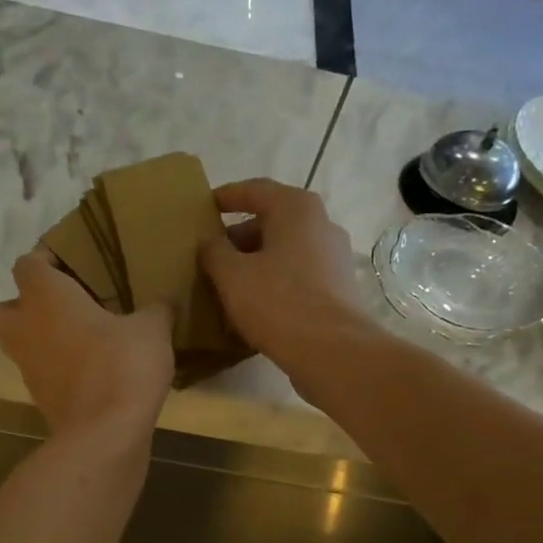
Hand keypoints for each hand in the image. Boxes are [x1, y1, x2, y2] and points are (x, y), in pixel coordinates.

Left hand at [0, 252, 173, 441]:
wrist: (104, 435)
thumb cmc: (122, 366)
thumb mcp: (152, 329)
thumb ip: (156, 308)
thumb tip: (163, 301)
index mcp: (46, 297)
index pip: (28, 263)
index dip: (46, 261)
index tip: (74, 265)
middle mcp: (26, 327)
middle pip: (5, 308)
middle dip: (27, 305)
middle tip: (65, 306)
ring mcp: (28, 367)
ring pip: (20, 343)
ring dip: (41, 338)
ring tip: (81, 339)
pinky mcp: (39, 398)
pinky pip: (42, 372)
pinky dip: (57, 369)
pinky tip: (91, 369)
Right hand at [199, 179, 367, 372]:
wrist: (331, 351)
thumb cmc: (278, 303)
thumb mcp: (232, 276)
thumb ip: (214, 252)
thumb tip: (210, 243)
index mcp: (296, 208)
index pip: (255, 190)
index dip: (226, 197)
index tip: (204, 208)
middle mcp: (321, 224)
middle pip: (272, 222)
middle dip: (239, 237)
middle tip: (211, 256)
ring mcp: (334, 257)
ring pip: (285, 251)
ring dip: (256, 263)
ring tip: (228, 284)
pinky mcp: (338, 288)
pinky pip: (298, 276)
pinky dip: (274, 282)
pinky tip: (254, 305)